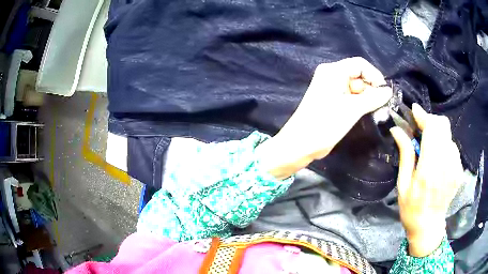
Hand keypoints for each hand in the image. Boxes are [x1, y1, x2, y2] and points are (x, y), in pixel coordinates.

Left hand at [257, 57, 392, 178]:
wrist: (300, 144)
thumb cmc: (325, 124)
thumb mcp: (353, 109)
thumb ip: (373, 98)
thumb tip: (389, 91)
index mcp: (333, 71)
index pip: (360, 64)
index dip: (374, 75)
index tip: (385, 92)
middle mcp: (331, 76)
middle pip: (359, 75)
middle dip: (371, 88)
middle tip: (380, 106)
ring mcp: (331, 89)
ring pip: (356, 87)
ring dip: (367, 98)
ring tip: (375, 112)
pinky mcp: (332, 101)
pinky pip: (351, 97)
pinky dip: (360, 103)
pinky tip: (366, 113)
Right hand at [390, 104, 463, 256]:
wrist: (429, 226)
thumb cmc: (412, 209)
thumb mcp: (403, 185)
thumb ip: (405, 154)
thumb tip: (397, 130)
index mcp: (429, 170)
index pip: (432, 129)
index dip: (423, 116)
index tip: (414, 110)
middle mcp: (446, 165)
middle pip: (443, 125)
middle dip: (431, 121)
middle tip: (421, 128)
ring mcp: (455, 167)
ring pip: (448, 134)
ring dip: (437, 134)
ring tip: (429, 147)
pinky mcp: (459, 170)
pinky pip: (452, 146)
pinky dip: (444, 145)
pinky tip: (438, 159)